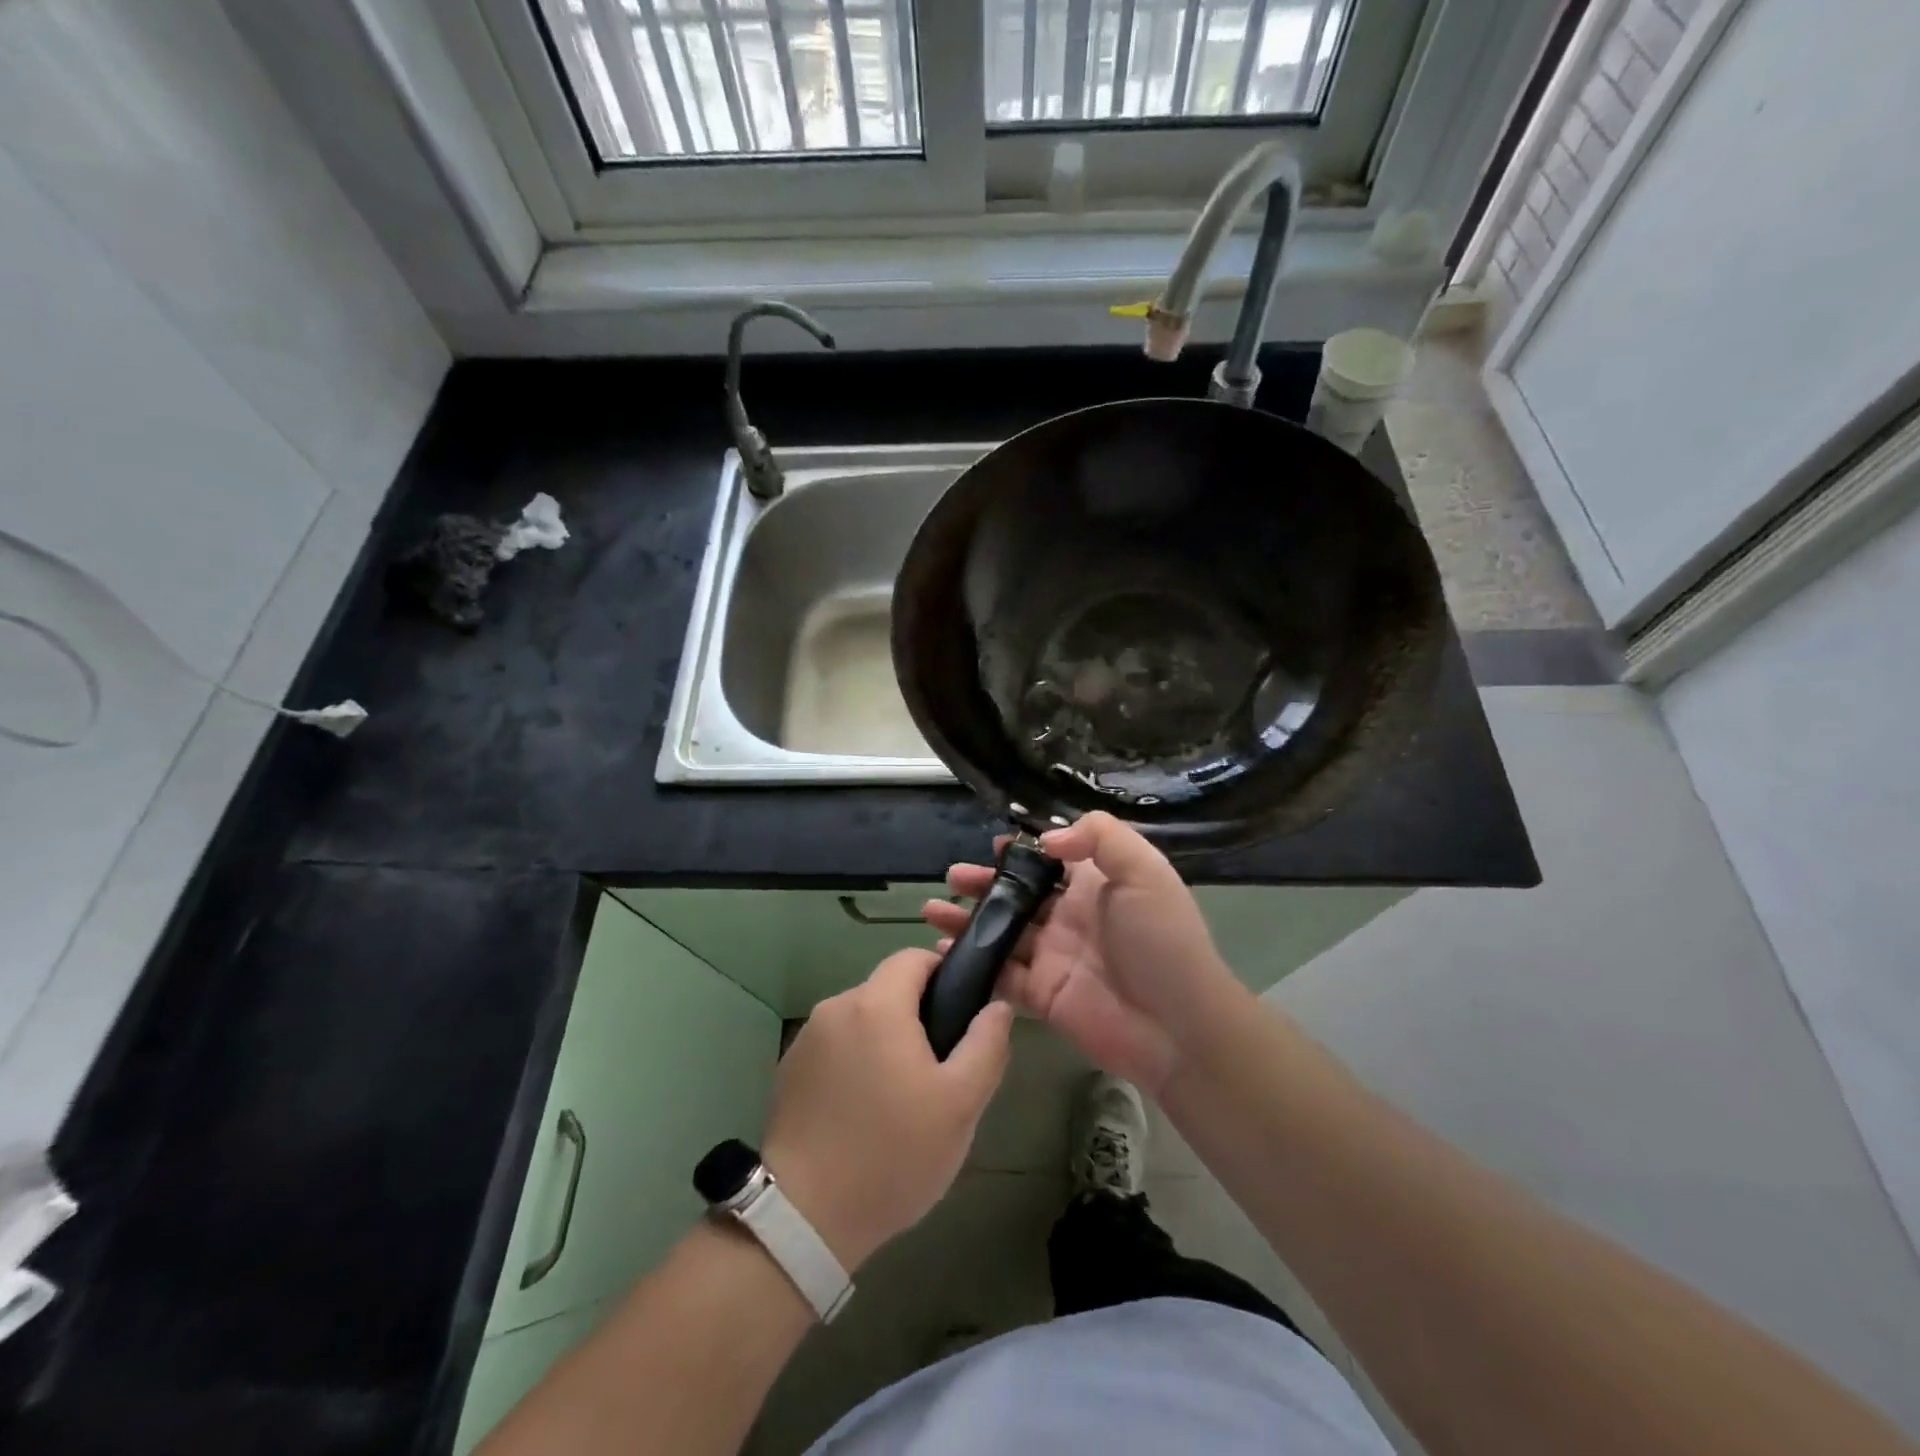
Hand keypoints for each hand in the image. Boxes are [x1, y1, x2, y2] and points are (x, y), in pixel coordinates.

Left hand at [761, 949, 1012, 1272]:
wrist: (805, 1218)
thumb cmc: (893, 1154)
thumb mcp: (961, 1104)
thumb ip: (986, 1045)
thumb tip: (998, 1006)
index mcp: (877, 1005)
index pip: (913, 957)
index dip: (943, 974)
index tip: (958, 1014)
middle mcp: (836, 1007)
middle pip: (886, 989)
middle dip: (915, 1016)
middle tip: (937, 1070)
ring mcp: (806, 1039)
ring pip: (860, 1020)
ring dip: (883, 1041)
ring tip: (900, 1098)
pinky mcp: (788, 1070)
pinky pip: (834, 1047)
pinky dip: (854, 1063)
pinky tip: (862, 1112)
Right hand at [924, 812, 1242, 1095]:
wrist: (1176, 1026)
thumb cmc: (1160, 939)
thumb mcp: (1144, 871)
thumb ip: (1099, 837)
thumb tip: (1046, 841)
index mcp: (1096, 886)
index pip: (1053, 861)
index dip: (1024, 852)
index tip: (995, 845)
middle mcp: (1070, 917)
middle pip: (1019, 895)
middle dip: (985, 884)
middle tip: (954, 877)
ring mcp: (1053, 957)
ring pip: (1002, 933)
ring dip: (968, 920)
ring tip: (934, 909)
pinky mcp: (1041, 995)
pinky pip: (999, 975)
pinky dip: (971, 963)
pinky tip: (942, 952)